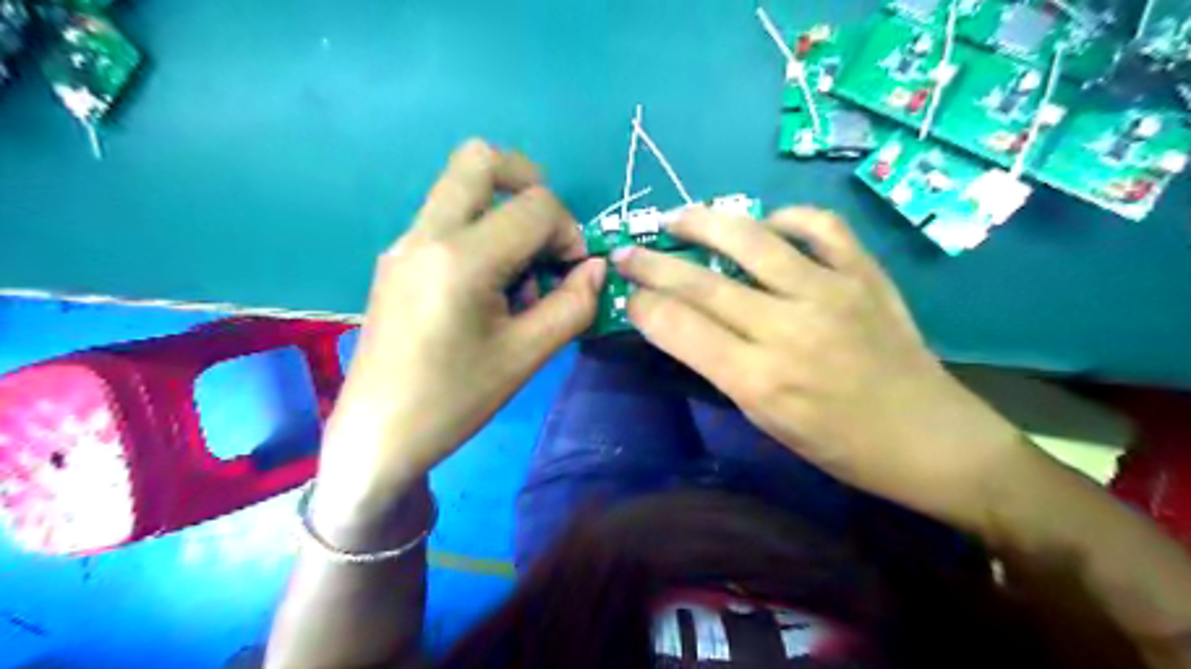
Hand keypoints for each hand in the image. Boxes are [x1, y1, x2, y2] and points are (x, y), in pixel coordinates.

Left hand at [312, 141, 606, 533]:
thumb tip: (596, 267)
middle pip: (480, 159)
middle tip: (547, 233)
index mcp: (462, 259)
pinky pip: (446, 218)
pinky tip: (487, 288)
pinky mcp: (397, 259)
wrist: (379, 433)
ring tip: (515, 276)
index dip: (570, 231)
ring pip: (460, 186)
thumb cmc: (455, 399)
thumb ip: (573, 304)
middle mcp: (427, 234)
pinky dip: (480, 232)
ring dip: (503, 211)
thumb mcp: (527, 355)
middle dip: (529, 183)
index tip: (572, 272)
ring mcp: (405, 243)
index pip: (535, 206)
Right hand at [614, 207, 1024, 530]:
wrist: (929, 437)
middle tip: (625, 251)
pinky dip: (784, 218)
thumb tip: (683, 323)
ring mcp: (830, 292)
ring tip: (677, 218)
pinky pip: (817, 225)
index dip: (642, 305)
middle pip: (701, 282)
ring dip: (703, 221)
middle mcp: (787, 328)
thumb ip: (721, 367)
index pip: (679, 327)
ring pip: (750, 238)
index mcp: (759, 380)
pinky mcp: (863, 273)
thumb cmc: (839, 446)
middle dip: (651, 264)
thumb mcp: (766, 421)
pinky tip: (766, 224)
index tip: (626, 296)